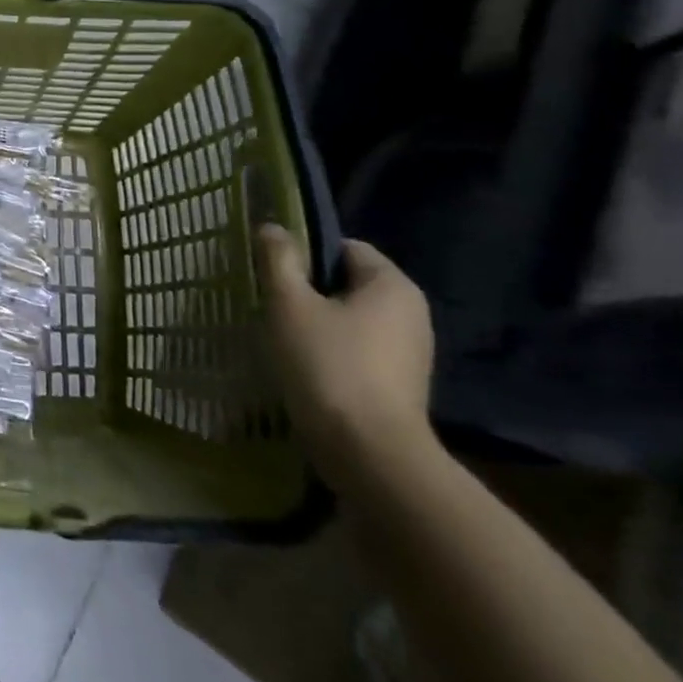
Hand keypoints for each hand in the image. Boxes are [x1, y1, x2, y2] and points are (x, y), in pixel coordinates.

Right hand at [257, 224, 435, 486]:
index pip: (344, 247)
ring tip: (281, 337)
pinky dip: (330, 351)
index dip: (305, 253)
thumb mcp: (290, 304)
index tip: (273, 273)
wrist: (369, 454)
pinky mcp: (400, 385)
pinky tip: (303, 367)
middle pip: (347, 283)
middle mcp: (411, 313)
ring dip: (316, 323)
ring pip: (350, 319)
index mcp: (392, 285)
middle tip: (270, 304)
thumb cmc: (328, 365)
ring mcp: (410, 353)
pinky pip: (357, 350)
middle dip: (308, 290)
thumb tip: (273, 227)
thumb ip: (279, 260)